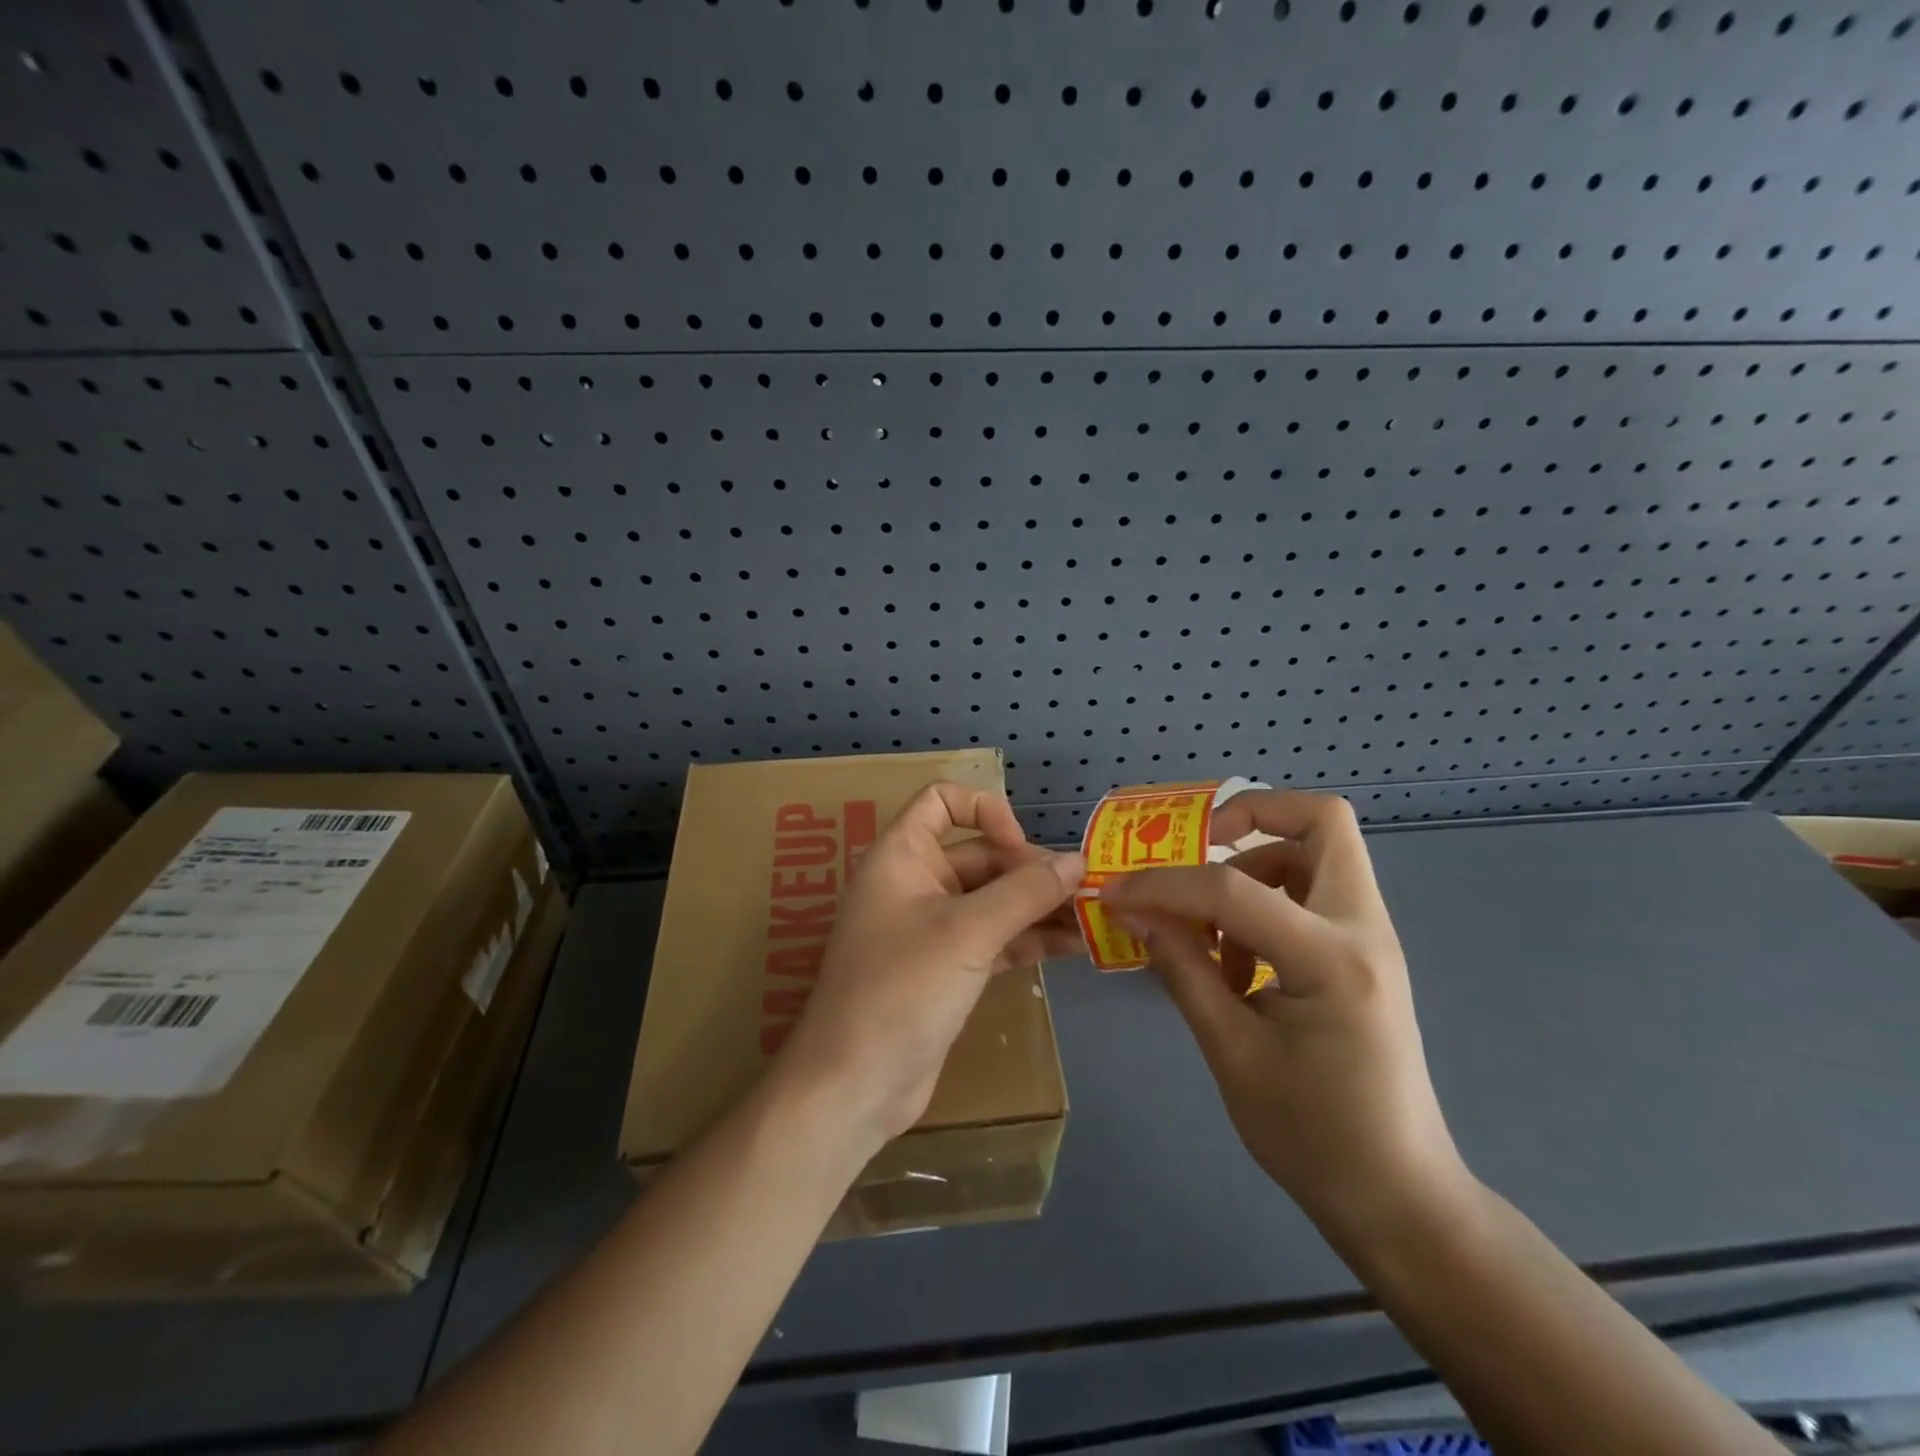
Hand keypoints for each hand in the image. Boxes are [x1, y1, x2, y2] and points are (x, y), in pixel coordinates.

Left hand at [776, 784, 1084, 1154]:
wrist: (856, 1085)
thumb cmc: (902, 989)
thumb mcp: (968, 932)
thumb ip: (1025, 892)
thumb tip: (1076, 862)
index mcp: (901, 856)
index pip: (941, 801)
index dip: (984, 811)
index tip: (1018, 847)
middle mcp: (915, 883)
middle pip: (981, 856)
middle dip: (1031, 871)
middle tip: (1086, 892)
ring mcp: (932, 929)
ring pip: (993, 901)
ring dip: (1039, 907)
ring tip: (1094, 919)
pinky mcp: (947, 970)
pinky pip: (995, 939)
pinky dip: (1029, 940)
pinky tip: (1074, 947)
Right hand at [1101, 791, 1466, 1238]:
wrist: (1398, 1197)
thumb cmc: (1312, 1135)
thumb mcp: (1230, 1051)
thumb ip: (1182, 969)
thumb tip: (1135, 912)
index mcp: (1332, 960)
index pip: (1233, 890)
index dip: (1164, 885)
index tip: (1117, 893)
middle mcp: (1364, 930)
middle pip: (1321, 821)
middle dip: (1250, 815)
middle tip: (1197, 846)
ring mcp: (1372, 937)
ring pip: (1315, 852)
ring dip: (1253, 867)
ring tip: (1211, 931)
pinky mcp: (1365, 953)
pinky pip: (1313, 891)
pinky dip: (1267, 900)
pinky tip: (1236, 962)